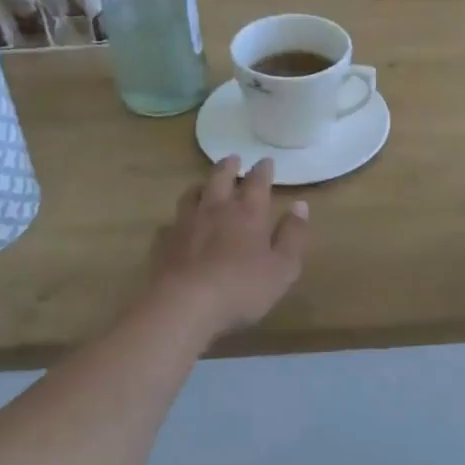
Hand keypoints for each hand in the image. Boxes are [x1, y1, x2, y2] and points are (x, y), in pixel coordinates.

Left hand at [147, 156, 309, 340]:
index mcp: (248, 213)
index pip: (257, 182)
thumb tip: (301, 206)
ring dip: (201, 186)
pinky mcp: (164, 243)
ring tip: (204, 185)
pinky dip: (176, 222)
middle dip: (228, 167)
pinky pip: (170, 225)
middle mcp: (216, 210)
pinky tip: (176, 228)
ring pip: (192, 195)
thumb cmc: (242, 288)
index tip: (266, 161)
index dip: (263, 170)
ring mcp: (186, 224)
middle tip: (233, 159)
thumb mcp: (283, 267)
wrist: (185, 306)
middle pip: (220, 179)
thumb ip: (293, 235)